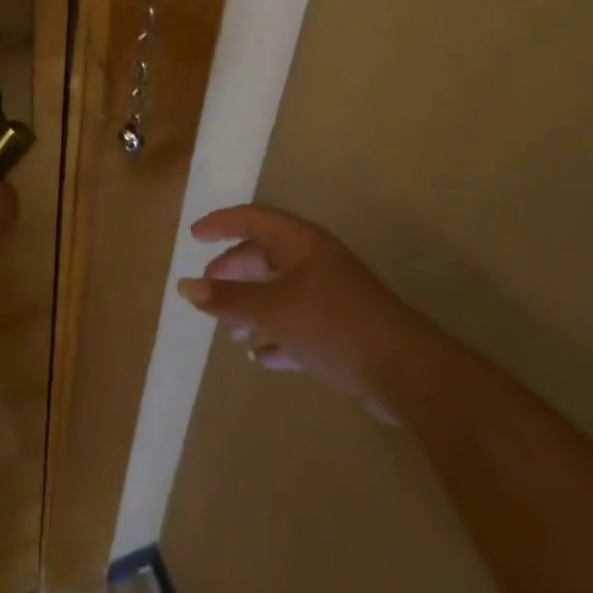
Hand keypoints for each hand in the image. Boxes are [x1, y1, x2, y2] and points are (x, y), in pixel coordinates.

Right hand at [178, 205, 411, 422]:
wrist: (407, 373)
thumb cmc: (335, 324)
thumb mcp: (275, 309)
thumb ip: (230, 299)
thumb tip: (186, 286)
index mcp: (300, 243)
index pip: (252, 219)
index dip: (221, 224)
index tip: (194, 236)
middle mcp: (313, 262)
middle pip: (263, 256)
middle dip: (233, 272)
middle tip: (208, 290)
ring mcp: (328, 296)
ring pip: (278, 292)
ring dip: (252, 309)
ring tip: (231, 332)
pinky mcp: (339, 331)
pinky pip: (296, 325)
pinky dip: (275, 336)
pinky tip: (260, 356)